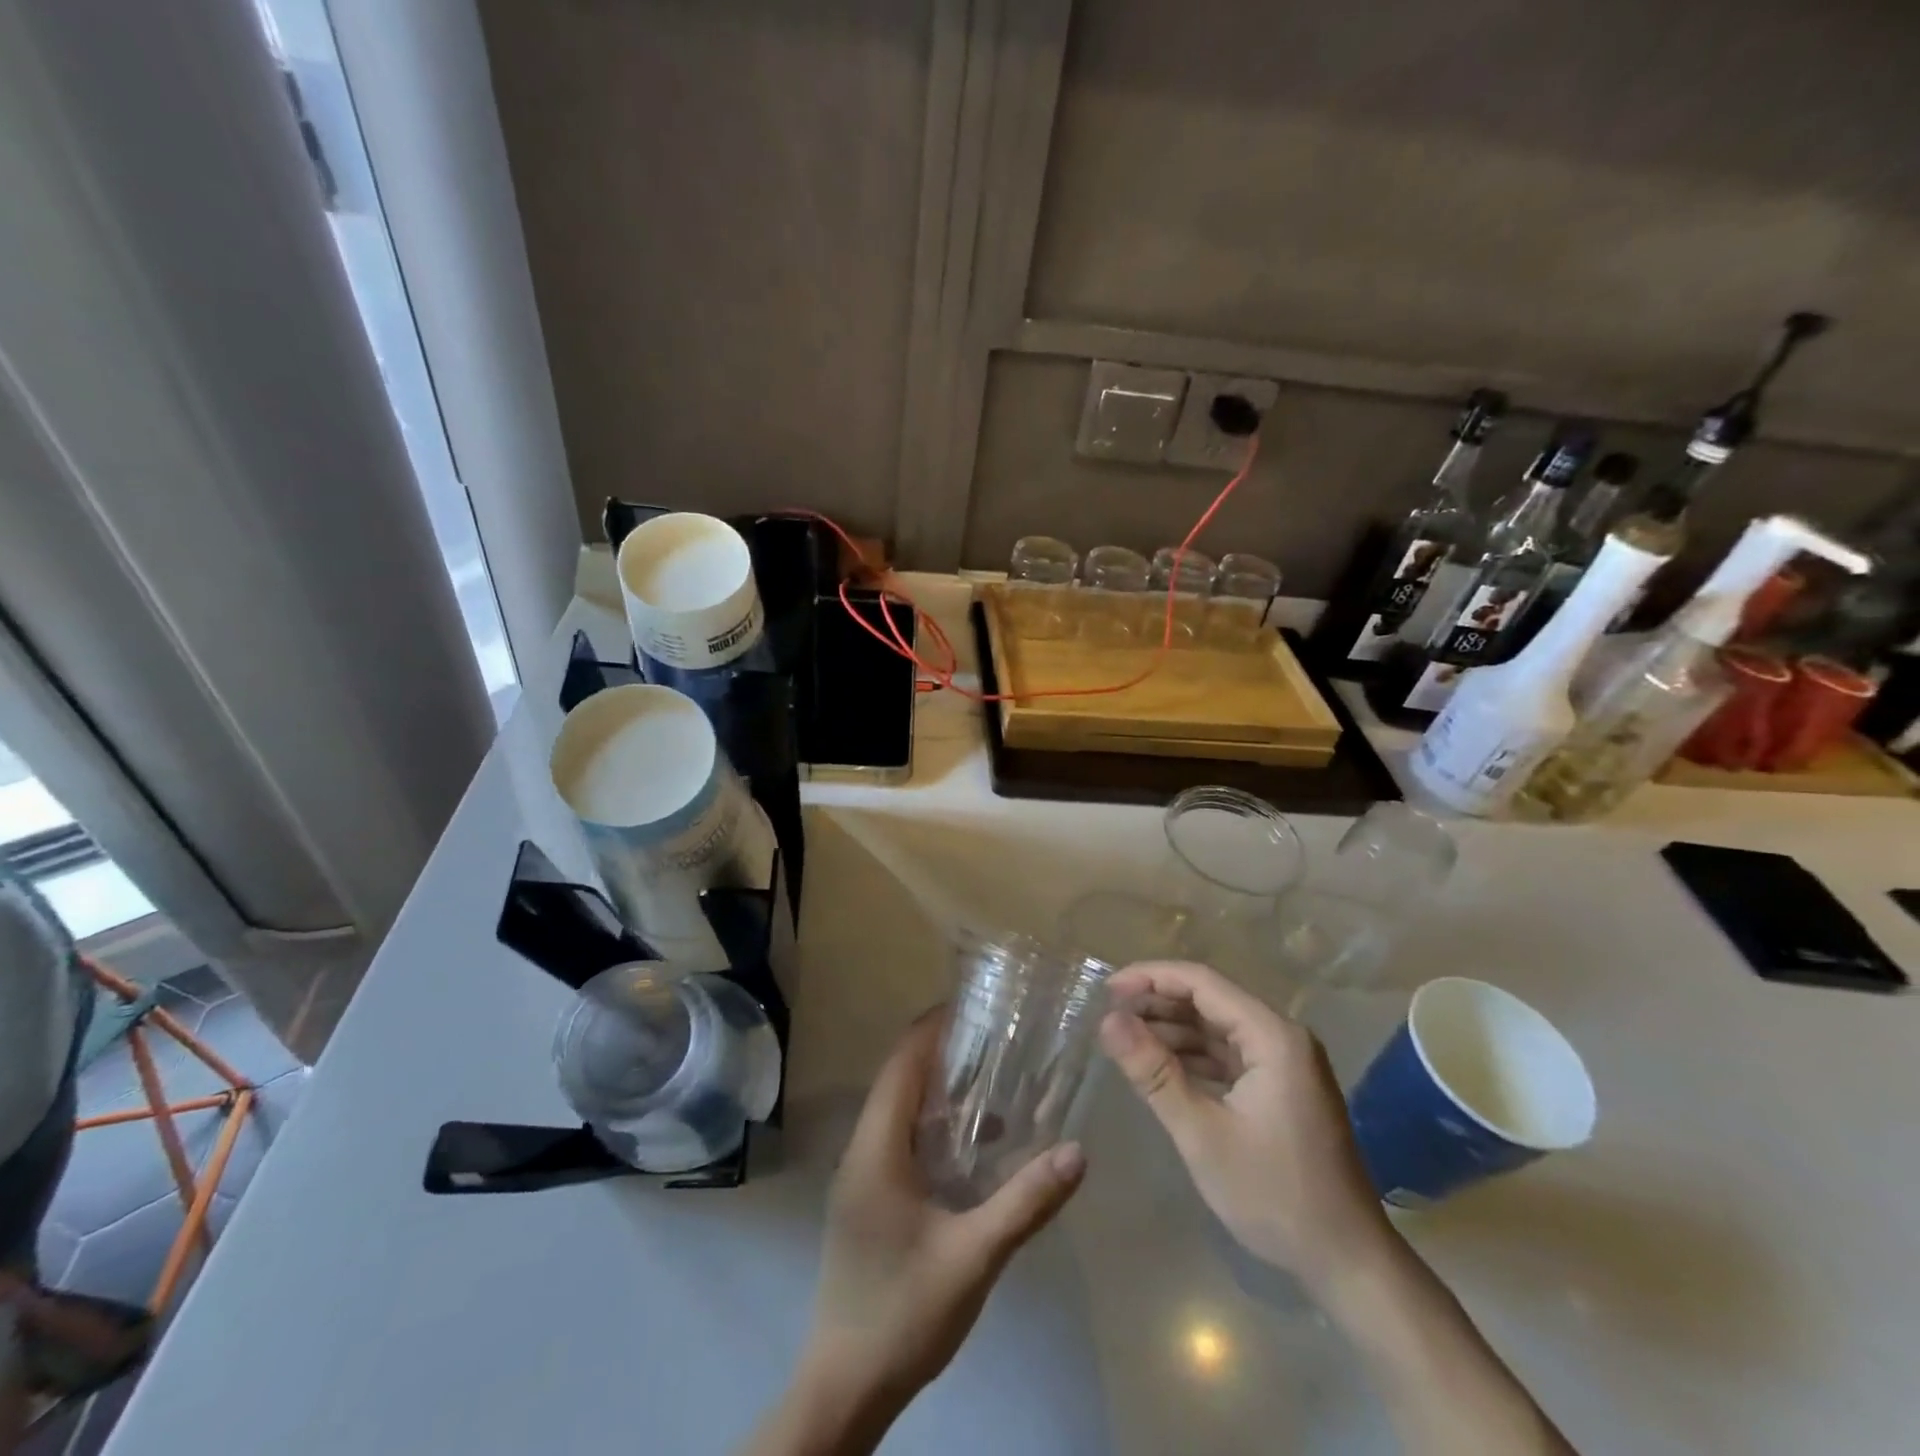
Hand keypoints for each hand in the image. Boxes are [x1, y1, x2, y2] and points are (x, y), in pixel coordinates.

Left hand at [806, 1013, 1086, 1409]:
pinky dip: (934, 1125)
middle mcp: (862, 1149)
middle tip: (996, 1036)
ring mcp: (861, 1175)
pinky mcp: (867, 1198)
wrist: (846, 1385)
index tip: (974, 1004)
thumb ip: (1025, 1202)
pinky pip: (900, 1139)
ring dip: (940, 1089)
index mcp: (877, 1148)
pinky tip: (977, 1146)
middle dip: (943, 1051)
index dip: (933, 1027)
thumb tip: (1077, 1151)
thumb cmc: (904, 1312)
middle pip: (900, 1079)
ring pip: (899, 1110)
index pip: (902, 1062)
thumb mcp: (973, 1257)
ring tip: (995, 1080)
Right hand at [1098, 961, 1391, 1293]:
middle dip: (1158, 1003)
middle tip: (1109, 1015)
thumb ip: (1154, 1072)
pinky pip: (1228, 1053)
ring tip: (1125, 1039)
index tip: (1107, 990)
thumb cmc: (1274, 1195)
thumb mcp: (1202, 1134)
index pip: (1202, 982)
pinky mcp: (1281, 1086)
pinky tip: (1160, 1066)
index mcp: (1272, 1036)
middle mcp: (1282, 1036)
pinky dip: (1192, 1055)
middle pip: (1210, 999)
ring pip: (1217, 1026)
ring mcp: (1284, 1062)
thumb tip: (1107, 1022)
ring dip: (1172, 1029)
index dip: (1151, 978)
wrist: (1347, 1262)